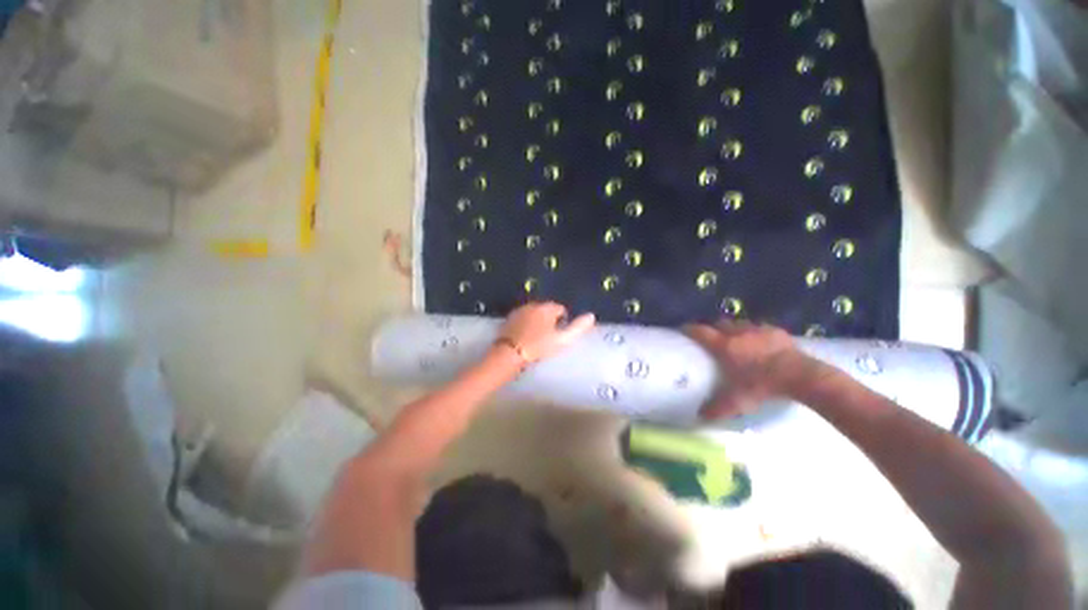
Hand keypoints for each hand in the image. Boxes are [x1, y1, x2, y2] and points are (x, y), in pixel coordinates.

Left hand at [498, 302, 595, 363]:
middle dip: (550, 320)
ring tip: (537, 338)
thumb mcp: (562, 340)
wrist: (510, 353)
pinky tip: (525, 337)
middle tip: (549, 338)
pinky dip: (526, 324)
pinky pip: (523, 318)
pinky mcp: (509, 318)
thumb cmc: (538, 347)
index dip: (563, 322)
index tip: (560, 335)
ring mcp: (520, 310)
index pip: (561, 309)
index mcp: (547, 308)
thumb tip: (591, 315)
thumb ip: (578, 327)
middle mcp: (534, 304)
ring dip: (538, 322)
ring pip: (534, 313)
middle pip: (547, 310)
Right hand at [684, 321, 816, 419]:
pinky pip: (760, 327)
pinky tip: (760, 341)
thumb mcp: (737, 401)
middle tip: (712, 337)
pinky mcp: (776, 331)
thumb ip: (717, 408)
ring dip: (734, 329)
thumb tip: (700, 416)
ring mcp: (758, 330)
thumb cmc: (763, 386)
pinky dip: (755, 332)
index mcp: (724, 346)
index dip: (689, 329)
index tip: (682, 329)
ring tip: (736, 339)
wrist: (800, 377)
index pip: (700, 332)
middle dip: (714, 328)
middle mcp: (737, 333)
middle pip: (719, 323)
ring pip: (739, 323)